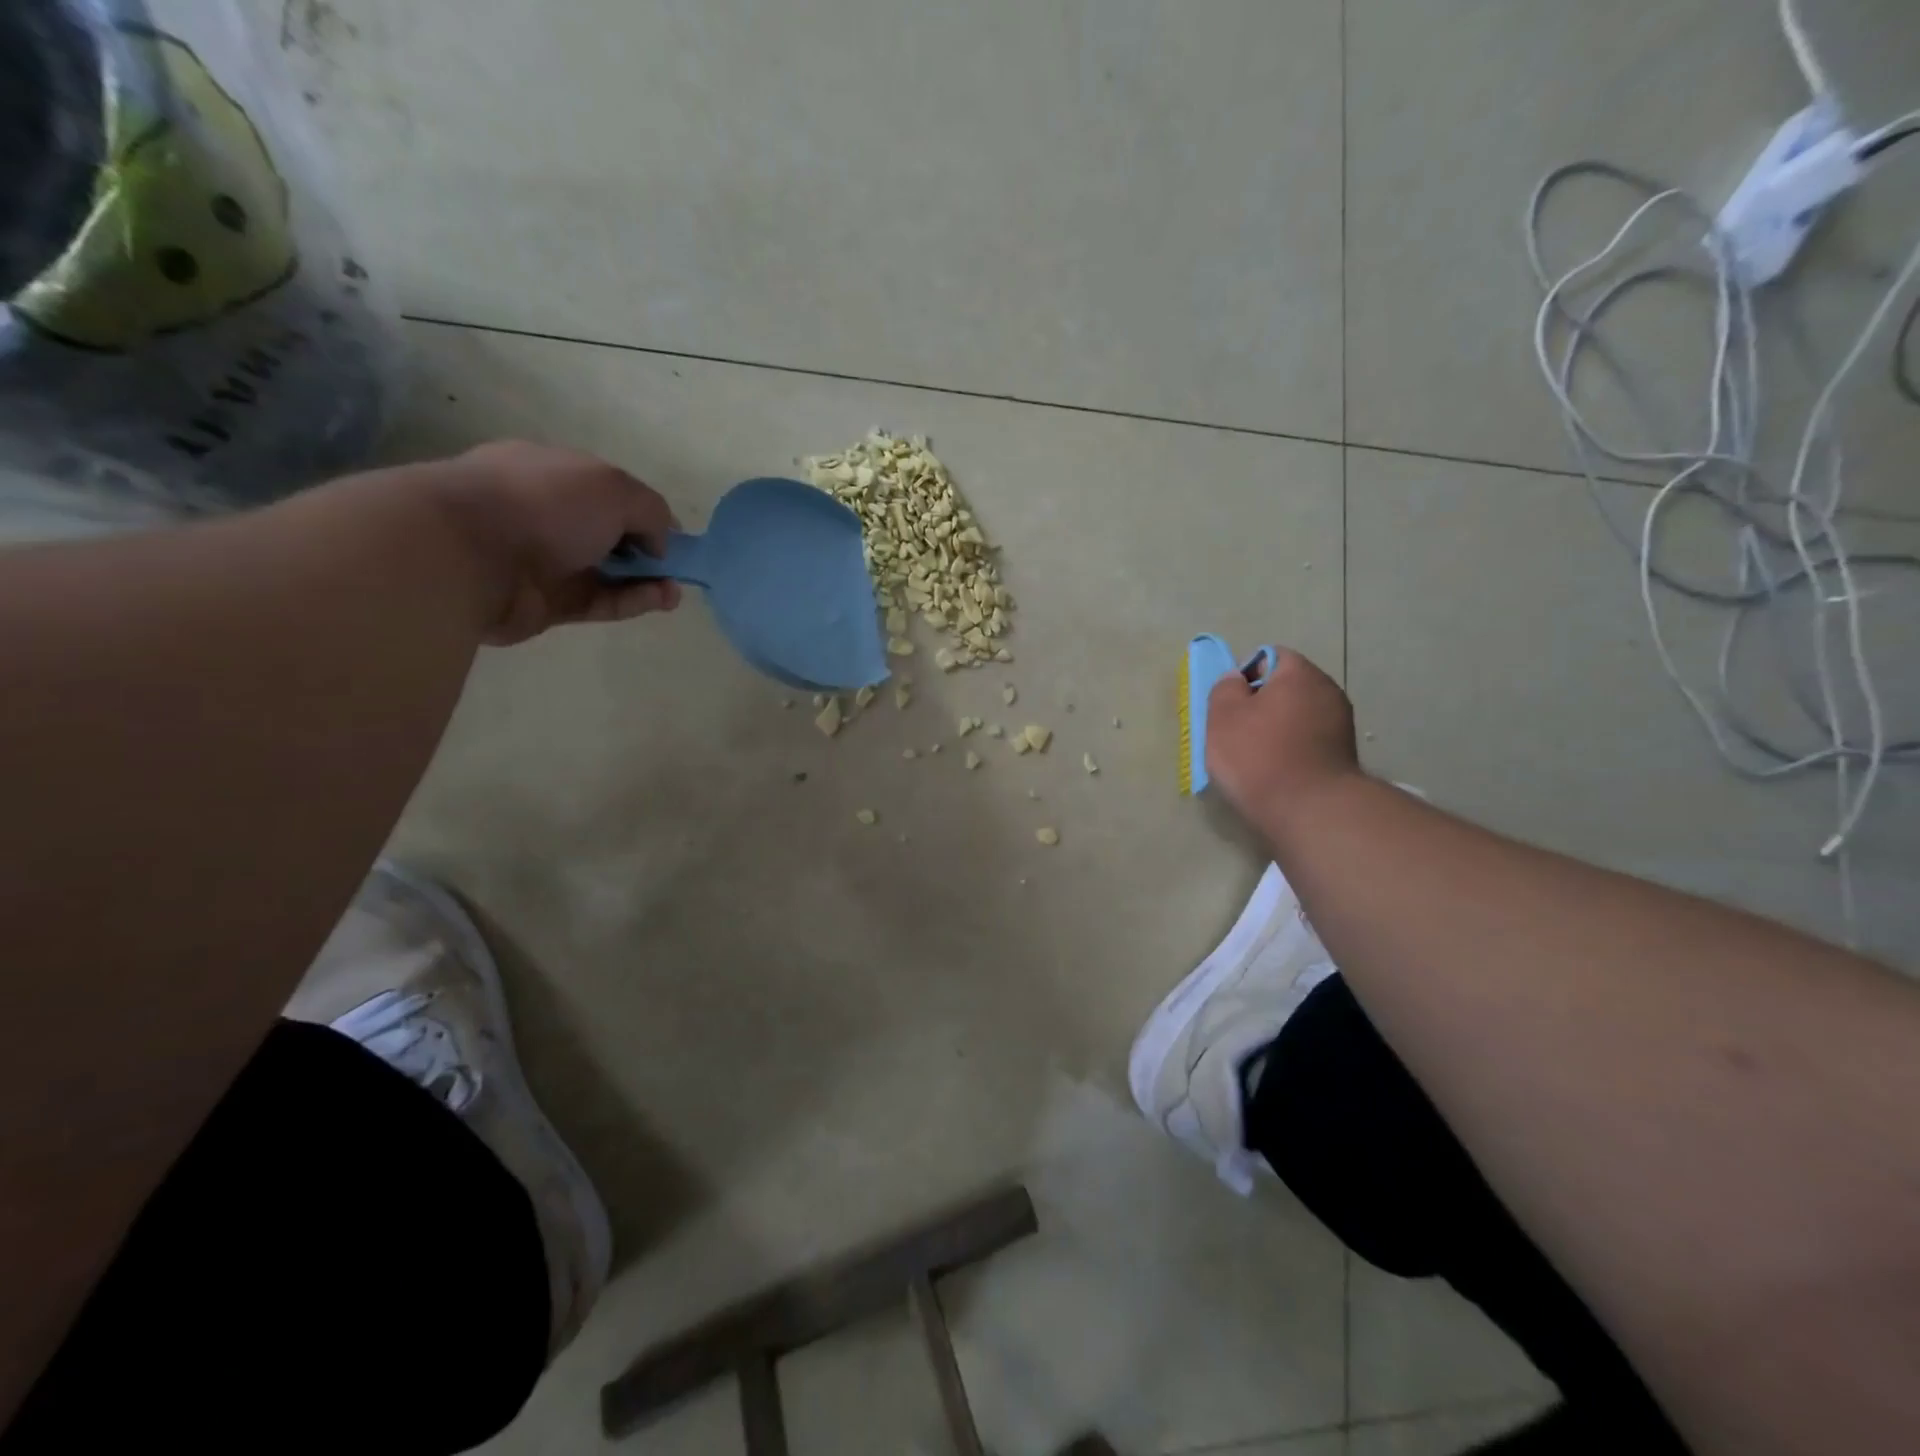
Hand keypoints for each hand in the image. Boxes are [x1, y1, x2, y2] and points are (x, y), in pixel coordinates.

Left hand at [429, 441, 681, 644]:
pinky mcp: (546, 603)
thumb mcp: (614, 487)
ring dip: (645, 581)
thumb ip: (650, 511)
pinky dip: (631, 602)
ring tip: (673, 592)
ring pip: (607, 573)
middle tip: (675, 568)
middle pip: (609, 535)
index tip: (672, 537)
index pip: (609, 493)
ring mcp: (544, 561)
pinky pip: (598, 601)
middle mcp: (547, 514)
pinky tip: (660, 600)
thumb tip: (658, 544)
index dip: (645, 514)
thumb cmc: (543, 503)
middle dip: (647, 551)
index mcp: (554, 473)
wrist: (467, 554)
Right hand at [1205, 649, 1360, 827]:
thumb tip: (1236, 679)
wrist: (1310, 810)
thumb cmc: (1258, 756)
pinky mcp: (1344, 753)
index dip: (1245, 676)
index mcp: (1299, 673)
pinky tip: (1278, 771)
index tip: (1231, 705)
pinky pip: (1310, 740)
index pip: (1270, 657)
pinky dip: (1294, 748)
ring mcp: (1341, 723)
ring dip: (1279, 728)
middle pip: (1287, 687)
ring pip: (1299, 715)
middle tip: (1238, 731)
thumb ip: (1225, 689)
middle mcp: (1327, 690)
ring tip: (1257, 756)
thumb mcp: (1222, 717)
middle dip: (1263, 704)